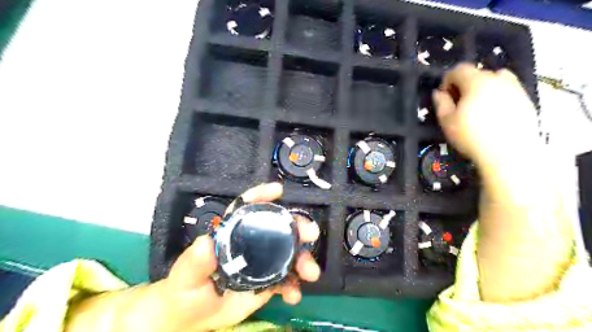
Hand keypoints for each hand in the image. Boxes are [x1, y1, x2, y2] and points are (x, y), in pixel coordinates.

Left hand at [67, 182, 320, 331]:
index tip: (278, 190)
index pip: (245, 208)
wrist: (192, 319)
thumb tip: (206, 242)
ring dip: (302, 259)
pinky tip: (294, 295)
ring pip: (287, 253)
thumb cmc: (185, 291)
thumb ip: (195, 262)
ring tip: (310, 272)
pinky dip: (294, 285)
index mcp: (231, 233)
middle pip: (277, 227)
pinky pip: (286, 279)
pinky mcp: (267, 280)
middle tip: (311, 233)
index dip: (261, 196)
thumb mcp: (186, 277)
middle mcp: (250, 242)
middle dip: (296, 227)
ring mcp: (262, 262)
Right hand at [430, 64, 539, 168]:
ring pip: (495, 81)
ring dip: (482, 90)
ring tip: (477, 109)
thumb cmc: (472, 136)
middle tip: (459, 105)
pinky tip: (493, 117)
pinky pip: (507, 92)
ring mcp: (515, 88)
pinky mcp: (526, 100)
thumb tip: (438, 93)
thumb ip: (441, 103)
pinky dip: (497, 98)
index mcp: (477, 82)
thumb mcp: (447, 121)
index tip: (444, 96)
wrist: (509, 154)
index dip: (447, 80)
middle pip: (477, 74)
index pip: (459, 69)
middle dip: (464, 86)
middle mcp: (498, 79)